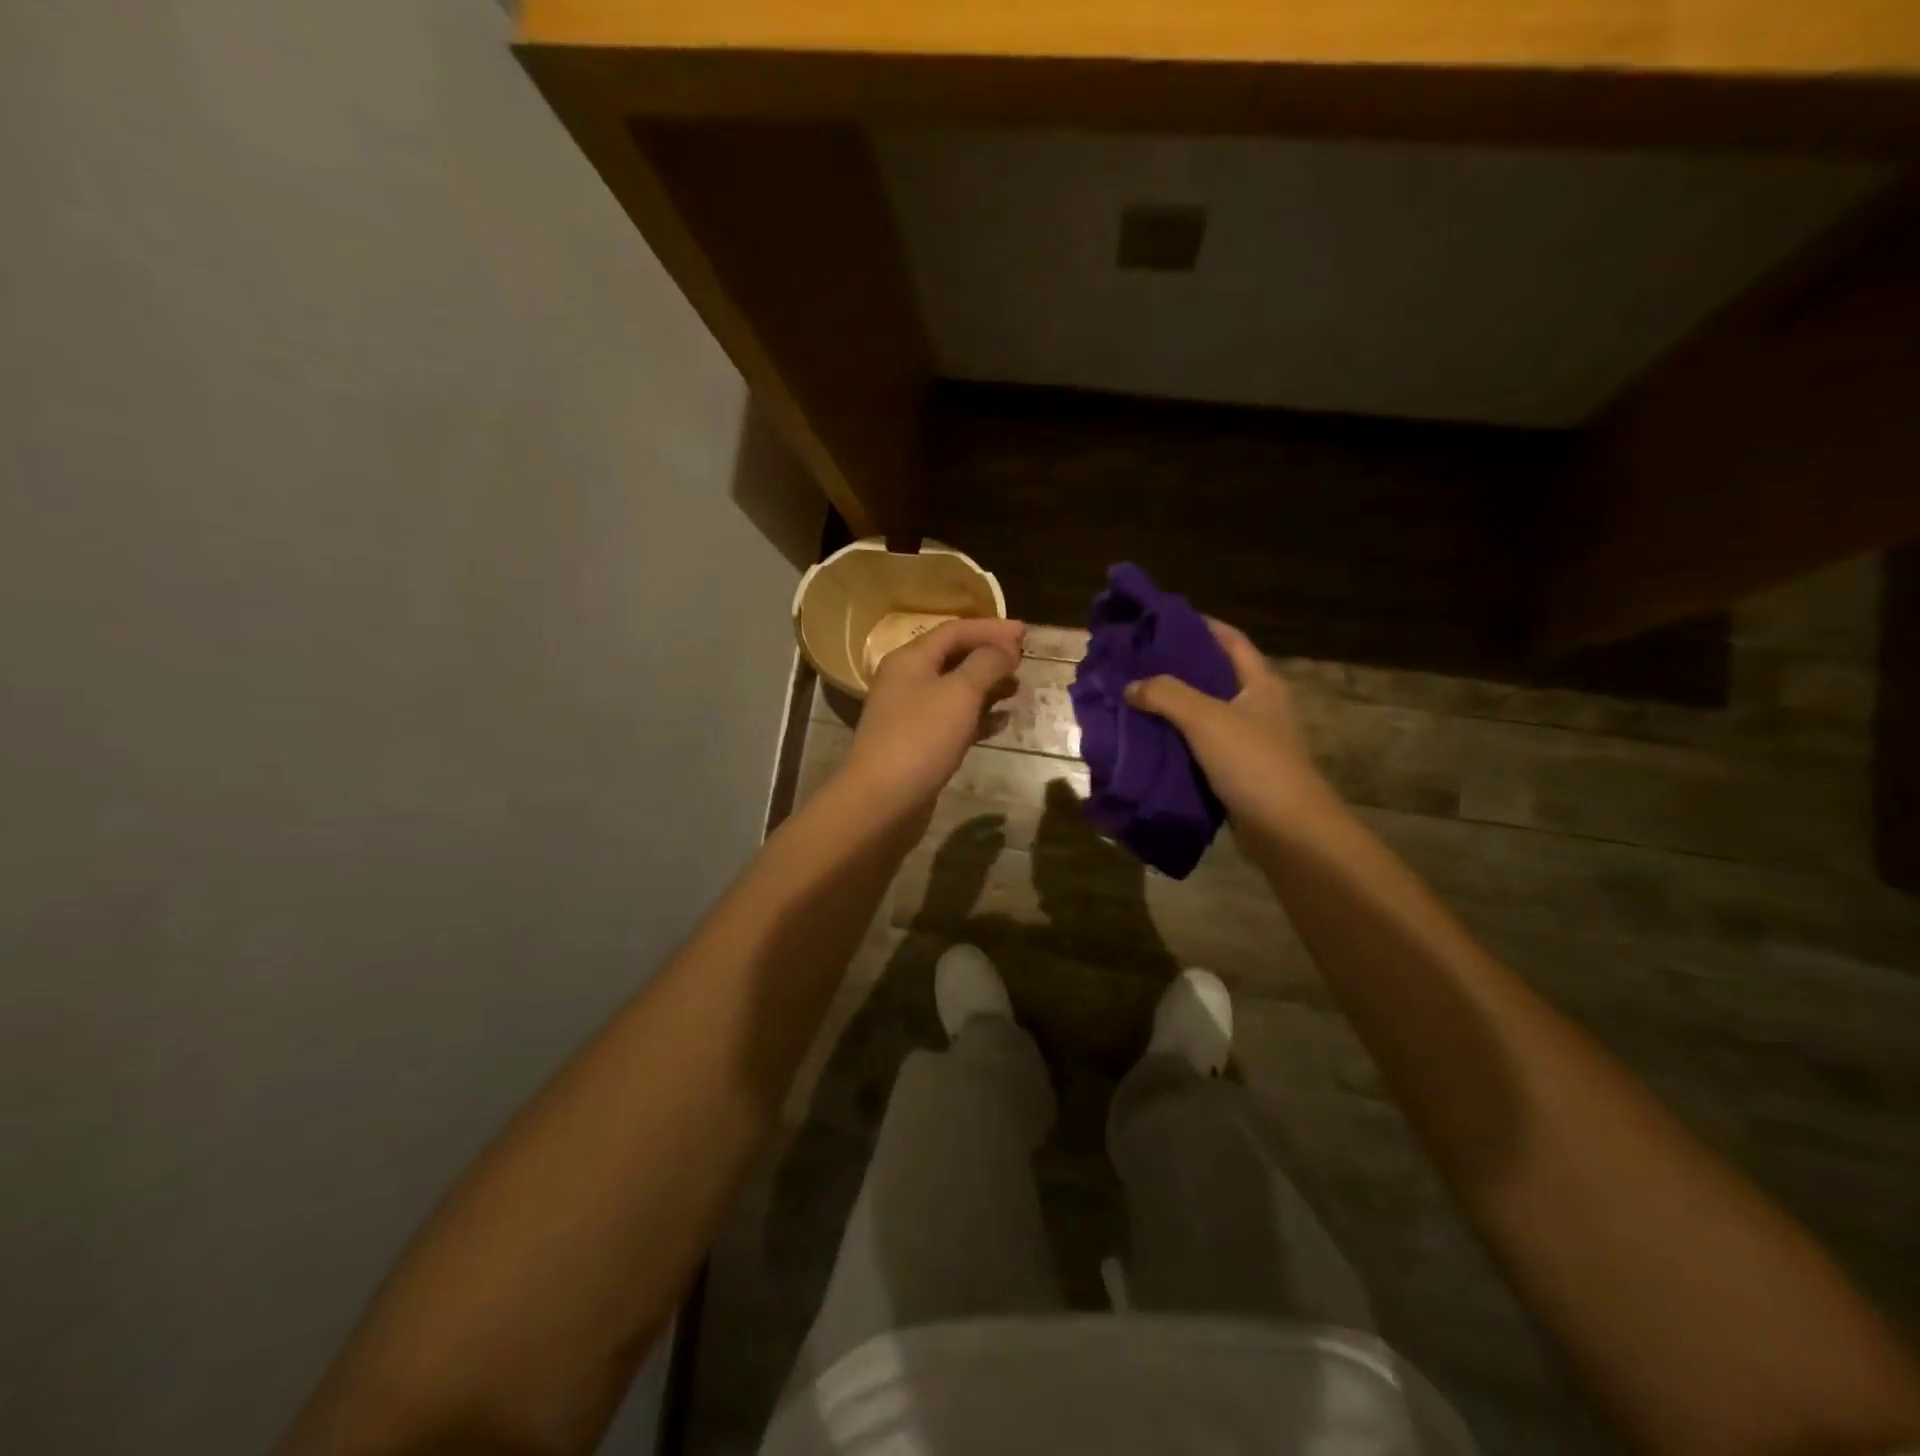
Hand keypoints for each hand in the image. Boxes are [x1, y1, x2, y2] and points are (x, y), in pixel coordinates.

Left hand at [841, 617, 1025, 811]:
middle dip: (990, 656)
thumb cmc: (921, 738)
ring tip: (1017, 689)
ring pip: (955, 690)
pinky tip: (1002, 723)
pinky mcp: (918, 744)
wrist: (882, 801)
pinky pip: (952, 720)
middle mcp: (906, 681)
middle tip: (1024, 661)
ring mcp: (910, 714)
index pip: (955, 630)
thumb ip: (986, 664)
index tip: (1026, 633)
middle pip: (953, 658)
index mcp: (910, 659)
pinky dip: (978, 717)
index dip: (991, 628)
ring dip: (987, 686)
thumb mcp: (959, 693)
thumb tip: (1005, 647)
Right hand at [1123, 617, 1337, 840]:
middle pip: (1216, 676)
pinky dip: (1177, 740)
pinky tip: (1150, 740)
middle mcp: (1259, 707)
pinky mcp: (1238, 771)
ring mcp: (1250, 741)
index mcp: (1261, 684)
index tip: (1163, 621)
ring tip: (1135, 698)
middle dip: (1179, 668)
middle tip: (1138, 662)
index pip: (1231, 640)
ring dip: (1174, 707)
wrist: (1287, 830)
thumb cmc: (1253, 762)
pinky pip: (1202, 746)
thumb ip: (1166, 695)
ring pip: (1206, 713)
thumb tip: (1131, 686)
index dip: (1201, 626)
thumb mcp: (1206, 719)